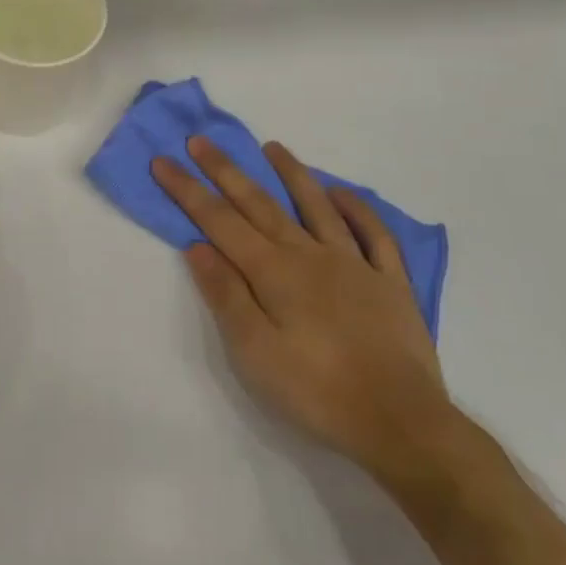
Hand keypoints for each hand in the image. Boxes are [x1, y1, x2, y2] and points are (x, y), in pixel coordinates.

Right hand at [153, 138, 457, 483]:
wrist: (402, 424)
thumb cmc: (317, 391)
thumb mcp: (254, 352)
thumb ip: (225, 294)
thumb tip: (197, 245)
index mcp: (272, 271)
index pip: (218, 220)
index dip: (188, 189)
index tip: (163, 161)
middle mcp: (309, 254)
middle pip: (259, 203)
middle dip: (225, 170)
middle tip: (201, 140)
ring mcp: (354, 264)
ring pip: (317, 206)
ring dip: (292, 173)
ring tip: (272, 147)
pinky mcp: (389, 283)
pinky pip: (373, 234)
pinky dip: (357, 209)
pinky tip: (342, 194)